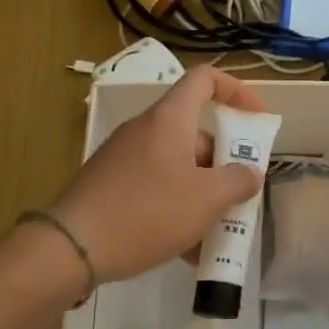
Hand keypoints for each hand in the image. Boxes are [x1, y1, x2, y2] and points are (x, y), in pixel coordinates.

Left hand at [50, 67, 265, 281]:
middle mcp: (145, 130)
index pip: (205, 79)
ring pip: (176, 166)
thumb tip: (250, 173)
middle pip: (195, 133)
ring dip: (201, 193)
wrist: (71, 248)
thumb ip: (238, 181)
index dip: (237, 91)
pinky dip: (175, 208)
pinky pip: (155, 186)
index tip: (257, 120)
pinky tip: (184, 249)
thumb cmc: (148, 213)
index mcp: (169, 120)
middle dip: (222, 165)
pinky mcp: (109, 184)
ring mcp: (124, 157)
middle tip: (237, 198)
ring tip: (214, 233)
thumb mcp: (206, 200)